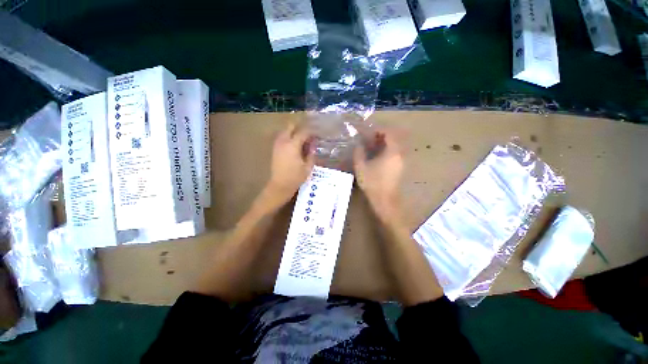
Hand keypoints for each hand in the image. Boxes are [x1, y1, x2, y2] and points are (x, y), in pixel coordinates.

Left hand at [266, 124, 314, 202]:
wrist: (280, 185)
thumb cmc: (296, 177)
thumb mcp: (308, 167)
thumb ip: (311, 153)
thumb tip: (313, 144)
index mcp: (293, 145)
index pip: (303, 132)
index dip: (311, 132)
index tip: (316, 134)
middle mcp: (283, 142)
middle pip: (290, 126)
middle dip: (300, 127)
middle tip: (308, 133)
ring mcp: (277, 145)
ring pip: (285, 131)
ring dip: (293, 132)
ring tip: (302, 139)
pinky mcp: (274, 149)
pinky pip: (281, 138)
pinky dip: (288, 137)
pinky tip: (294, 145)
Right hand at [354, 130, 403, 220]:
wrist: (384, 201)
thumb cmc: (372, 183)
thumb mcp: (361, 167)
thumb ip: (358, 153)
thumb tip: (358, 145)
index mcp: (392, 152)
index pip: (389, 134)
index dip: (379, 130)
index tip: (369, 133)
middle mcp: (400, 155)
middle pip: (393, 140)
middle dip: (381, 137)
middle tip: (369, 140)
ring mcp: (401, 163)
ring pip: (394, 148)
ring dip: (384, 145)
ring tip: (371, 148)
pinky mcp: (400, 169)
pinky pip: (394, 155)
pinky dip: (386, 152)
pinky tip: (377, 159)